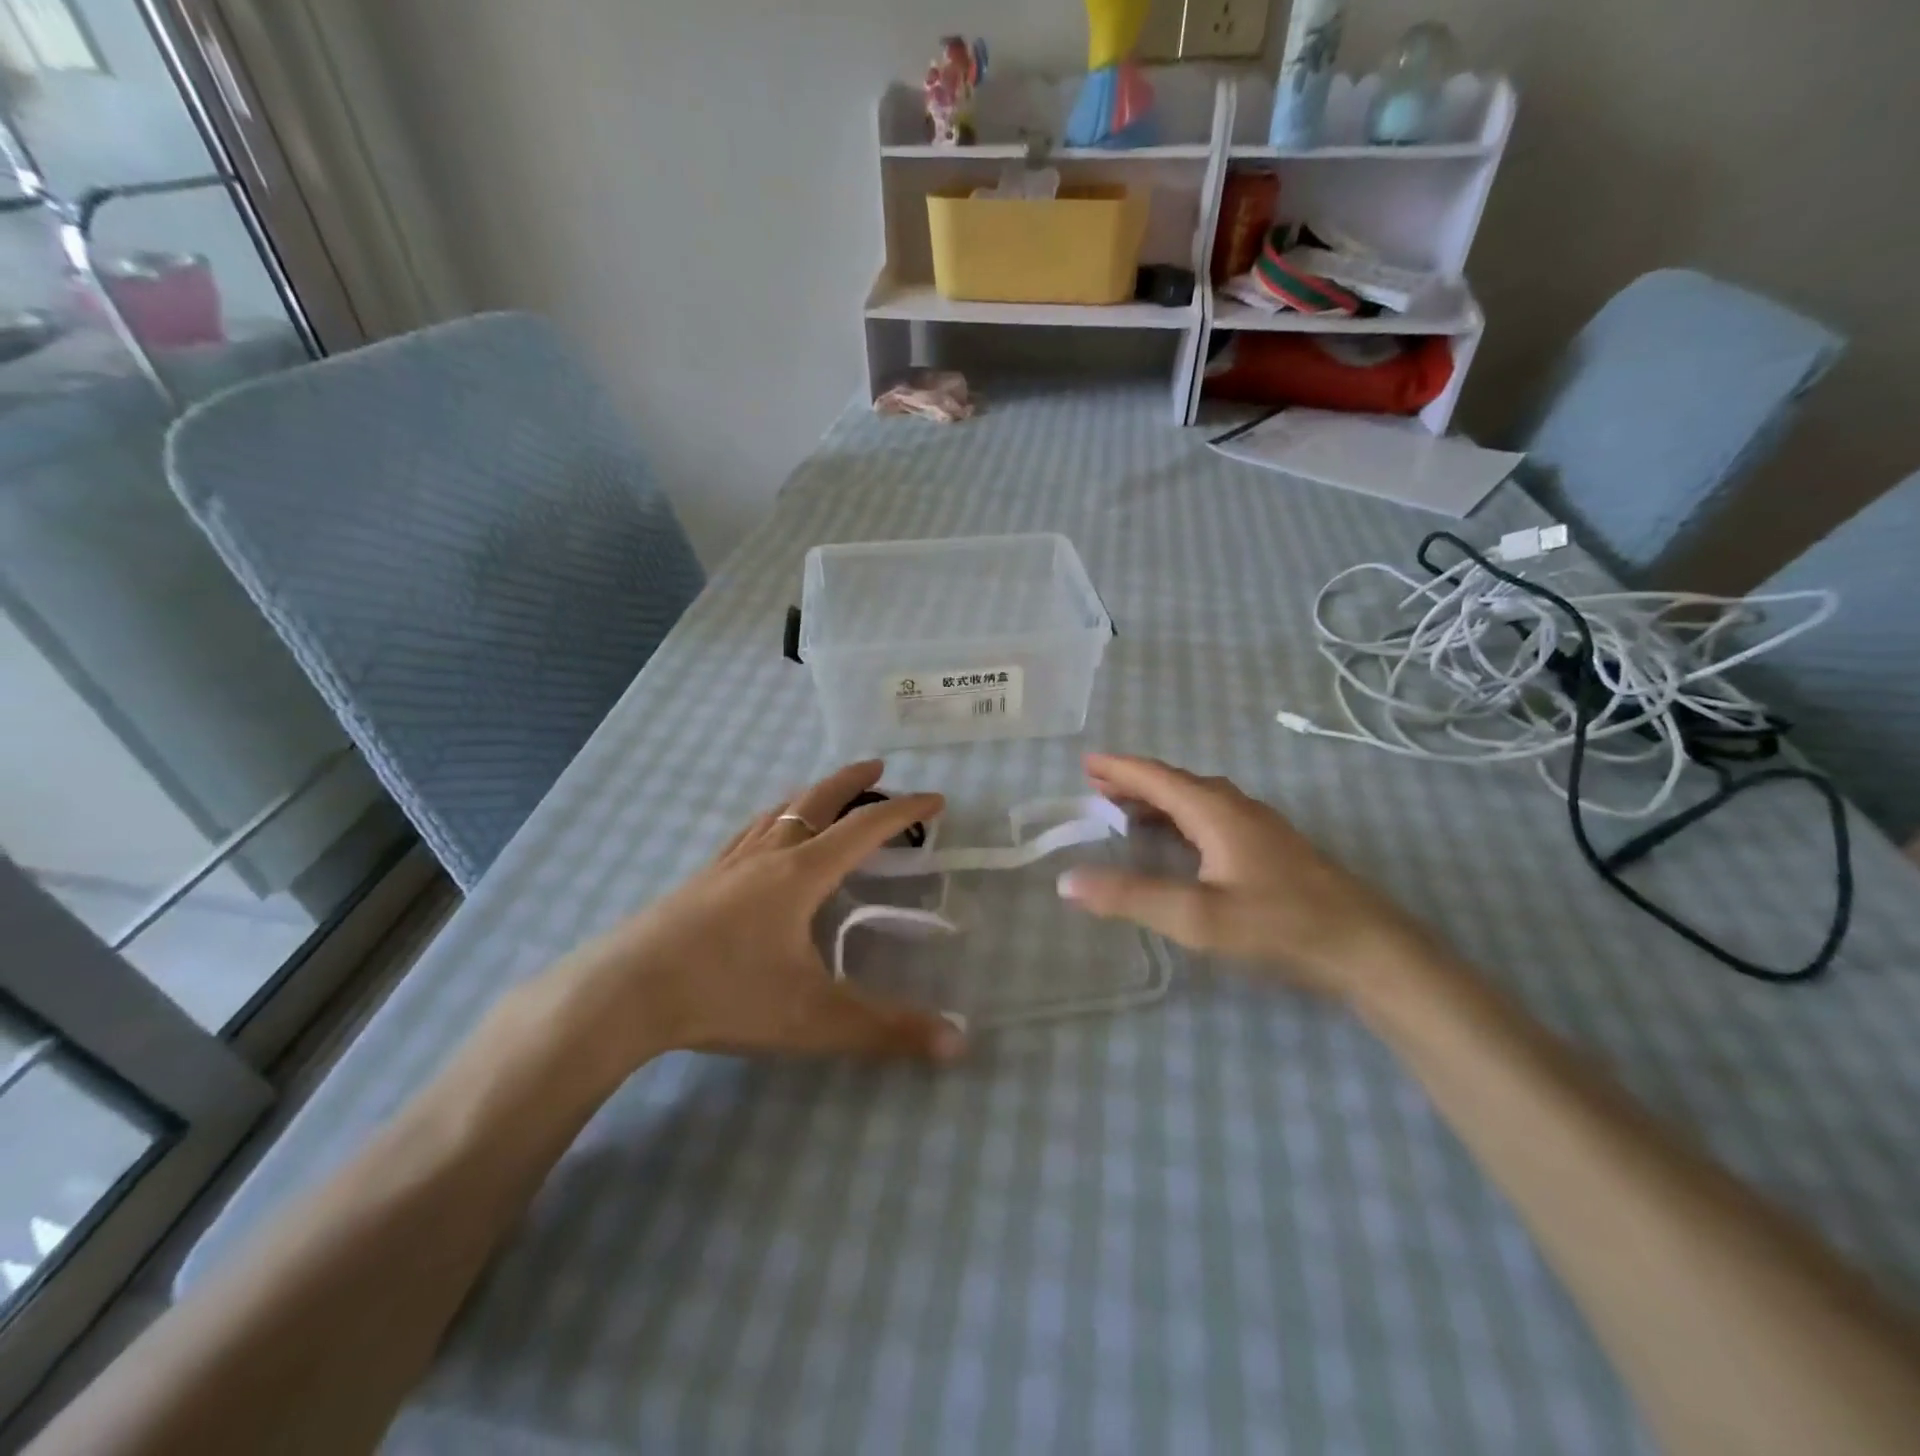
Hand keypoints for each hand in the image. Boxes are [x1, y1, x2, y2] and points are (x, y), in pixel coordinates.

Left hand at [549, 761, 965, 1077]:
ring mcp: (727, 864)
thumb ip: (887, 1030)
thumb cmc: (726, 996)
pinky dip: (771, 820)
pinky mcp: (699, 881)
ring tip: (824, 793)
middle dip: (852, 781)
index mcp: (801, 874)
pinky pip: (747, 833)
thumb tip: (960, 1043)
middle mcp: (767, 856)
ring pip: (777, 812)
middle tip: (877, 766)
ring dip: (809, 795)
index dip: (904, 810)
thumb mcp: (815, 1019)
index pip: (865, 829)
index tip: (936, 799)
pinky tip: (761, 836)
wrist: (623, 993)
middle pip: (816, 801)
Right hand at [1058, 753, 1434, 996]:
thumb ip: (1130, 897)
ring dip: (1160, 801)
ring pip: (1199, 801)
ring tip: (1127, 812)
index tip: (1085, 763)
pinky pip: (1215, 818)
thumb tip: (1067, 880)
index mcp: (1217, 811)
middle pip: (1177, 784)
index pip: (1157, 777)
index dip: (1119, 768)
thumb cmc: (1279, 926)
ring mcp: (1261, 827)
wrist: (1368, 949)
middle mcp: (1239, 808)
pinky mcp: (1275, 849)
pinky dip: (1183, 820)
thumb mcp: (1197, 917)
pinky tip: (1181, 843)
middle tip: (1097, 788)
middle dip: (1135, 783)